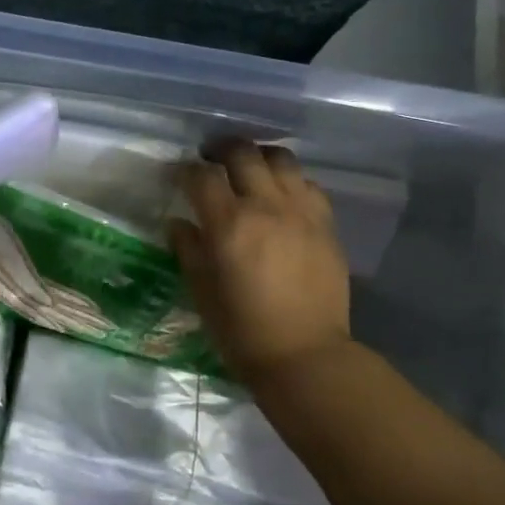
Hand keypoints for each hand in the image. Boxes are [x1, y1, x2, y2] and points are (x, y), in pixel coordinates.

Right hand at [169, 141, 352, 386]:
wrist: (305, 355)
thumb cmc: (241, 330)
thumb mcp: (201, 291)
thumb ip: (188, 248)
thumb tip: (179, 222)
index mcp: (228, 224)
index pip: (201, 176)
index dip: (184, 170)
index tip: (178, 175)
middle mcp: (266, 206)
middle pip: (243, 154)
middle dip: (221, 149)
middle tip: (210, 159)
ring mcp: (301, 212)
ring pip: (281, 160)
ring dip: (259, 157)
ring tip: (249, 169)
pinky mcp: (326, 224)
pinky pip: (308, 185)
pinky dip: (290, 182)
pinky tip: (281, 197)